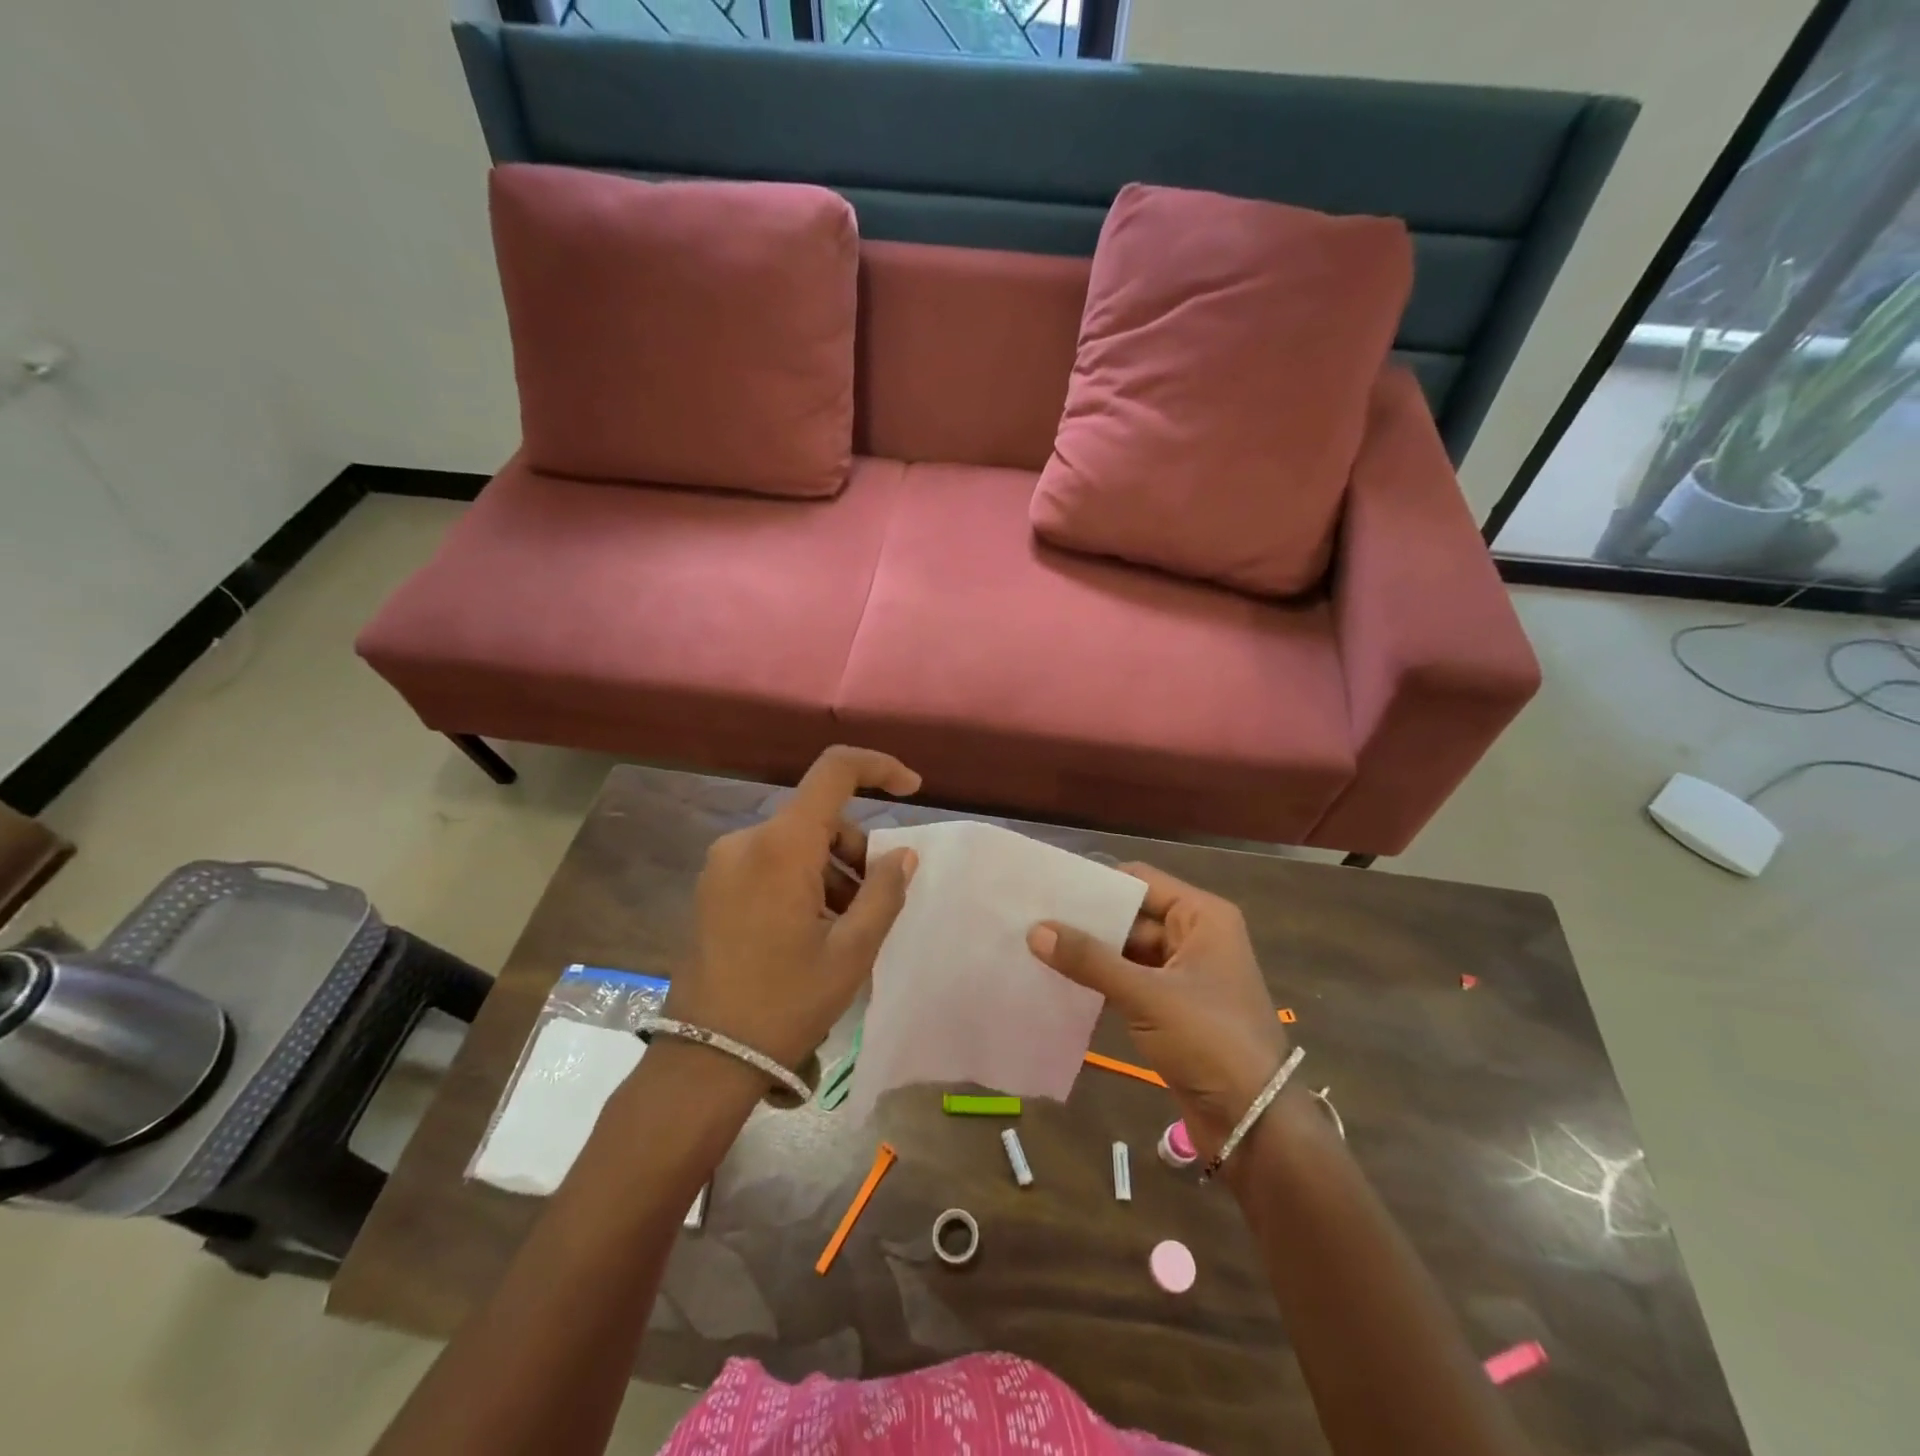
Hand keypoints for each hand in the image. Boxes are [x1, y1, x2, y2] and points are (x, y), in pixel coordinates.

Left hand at [669, 746, 920, 1074]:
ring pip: (797, 842)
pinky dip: (803, 880)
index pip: (834, 771)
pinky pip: (772, 862)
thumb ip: (884, 891)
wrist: (707, 1058)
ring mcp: (723, 863)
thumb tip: (902, 855)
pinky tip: (812, 929)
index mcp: (780, 846)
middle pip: (819, 817)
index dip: (879, 767)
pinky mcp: (714, 886)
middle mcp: (746, 840)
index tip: (912, 789)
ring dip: (831, 870)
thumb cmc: (786, 1002)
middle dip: (856, 849)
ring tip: (843, 928)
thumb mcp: (852, 950)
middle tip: (873, 903)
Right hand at [1028, 863, 1286, 1157]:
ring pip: (1128, 950)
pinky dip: (1102, 980)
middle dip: (1087, 921)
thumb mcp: (1147, 995)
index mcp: (1202, 917)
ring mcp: (1185, 973)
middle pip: (1132, 915)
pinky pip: (1131, 980)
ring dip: (1091, 953)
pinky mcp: (1174, 1006)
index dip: (1097, 883)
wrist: (1253, 1122)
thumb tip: (1035, 930)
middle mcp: (1196, 936)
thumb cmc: (1209, 1040)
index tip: (1049, 886)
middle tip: (1032, 917)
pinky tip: (1061, 981)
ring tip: (1036, 946)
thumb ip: (1090, 960)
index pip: (1141, 881)